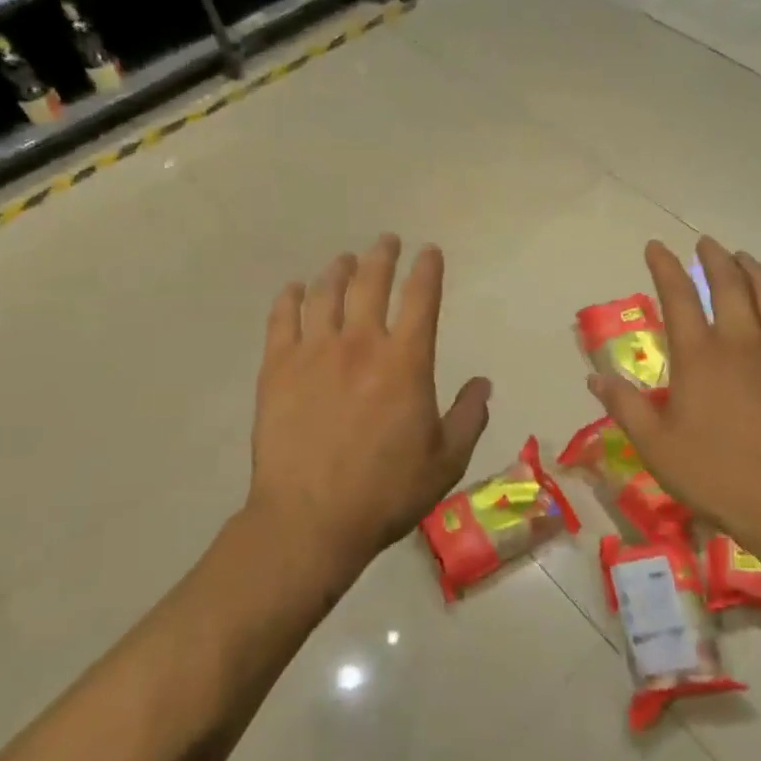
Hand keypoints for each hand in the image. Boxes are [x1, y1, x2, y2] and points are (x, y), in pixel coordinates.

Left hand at [243, 234, 491, 594]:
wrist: (310, 519)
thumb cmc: (386, 492)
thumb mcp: (446, 461)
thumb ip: (470, 416)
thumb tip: (483, 383)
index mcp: (406, 362)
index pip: (421, 298)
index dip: (427, 269)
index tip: (429, 251)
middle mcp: (360, 344)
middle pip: (371, 283)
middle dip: (382, 256)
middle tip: (386, 241)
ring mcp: (313, 352)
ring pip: (325, 293)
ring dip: (338, 270)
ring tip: (345, 261)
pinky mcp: (277, 368)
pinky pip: (282, 319)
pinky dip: (290, 298)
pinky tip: (295, 290)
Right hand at [589, 238, 760, 581]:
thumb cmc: (717, 477)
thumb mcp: (656, 447)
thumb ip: (626, 407)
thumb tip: (595, 376)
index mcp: (699, 356)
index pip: (678, 296)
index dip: (665, 267)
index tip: (656, 246)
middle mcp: (742, 340)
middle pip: (729, 283)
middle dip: (714, 257)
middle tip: (706, 244)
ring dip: (754, 269)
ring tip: (743, 258)